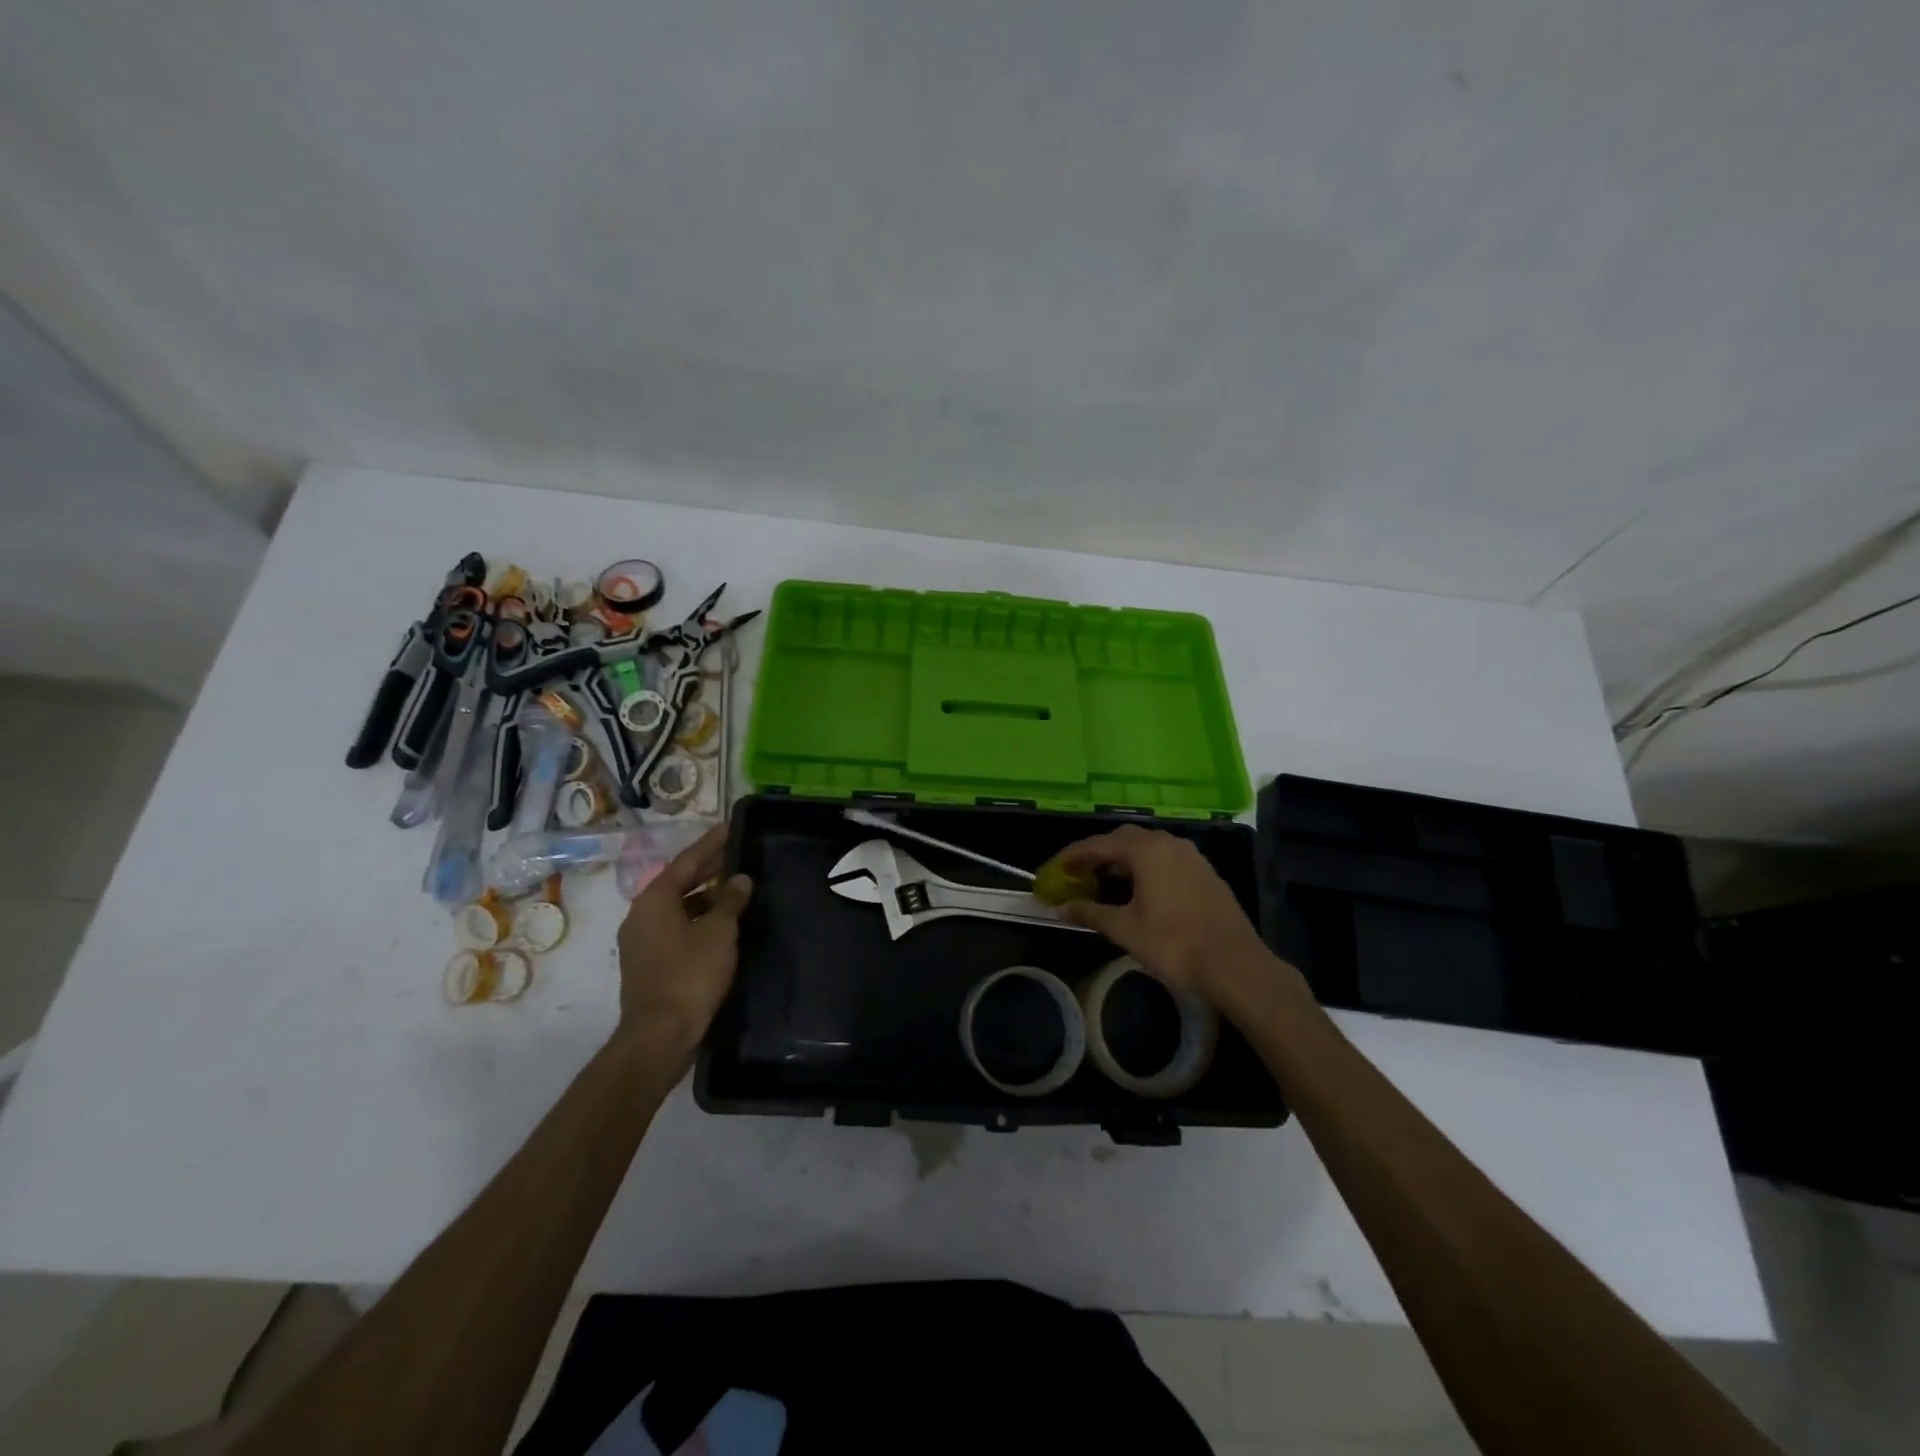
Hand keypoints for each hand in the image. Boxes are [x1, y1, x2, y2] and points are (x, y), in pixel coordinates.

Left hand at [614, 824, 751, 1061]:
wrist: (659, 1035)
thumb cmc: (690, 975)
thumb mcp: (719, 932)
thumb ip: (730, 901)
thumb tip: (740, 880)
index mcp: (655, 899)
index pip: (687, 861)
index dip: (711, 844)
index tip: (730, 828)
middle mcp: (642, 914)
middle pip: (679, 881)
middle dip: (708, 868)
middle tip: (737, 853)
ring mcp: (642, 940)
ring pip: (677, 906)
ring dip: (704, 895)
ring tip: (735, 888)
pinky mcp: (648, 962)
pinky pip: (675, 927)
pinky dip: (697, 917)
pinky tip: (721, 923)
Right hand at [1055, 825, 1299, 1007]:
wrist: (1234, 964)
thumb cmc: (1173, 943)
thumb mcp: (1125, 929)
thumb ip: (1091, 913)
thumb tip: (1061, 909)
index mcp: (1146, 850)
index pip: (1100, 844)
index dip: (1074, 855)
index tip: (1056, 867)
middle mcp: (1169, 844)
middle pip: (1125, 839)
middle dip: (1099, 853)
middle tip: (1079, 873)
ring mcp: (1191, 857)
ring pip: (1148, 847)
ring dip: (1124, 859)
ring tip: (1105, 881)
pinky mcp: (1205, 873)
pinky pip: (1166, 859)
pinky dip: (1146, 867)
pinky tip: (1139, 890)